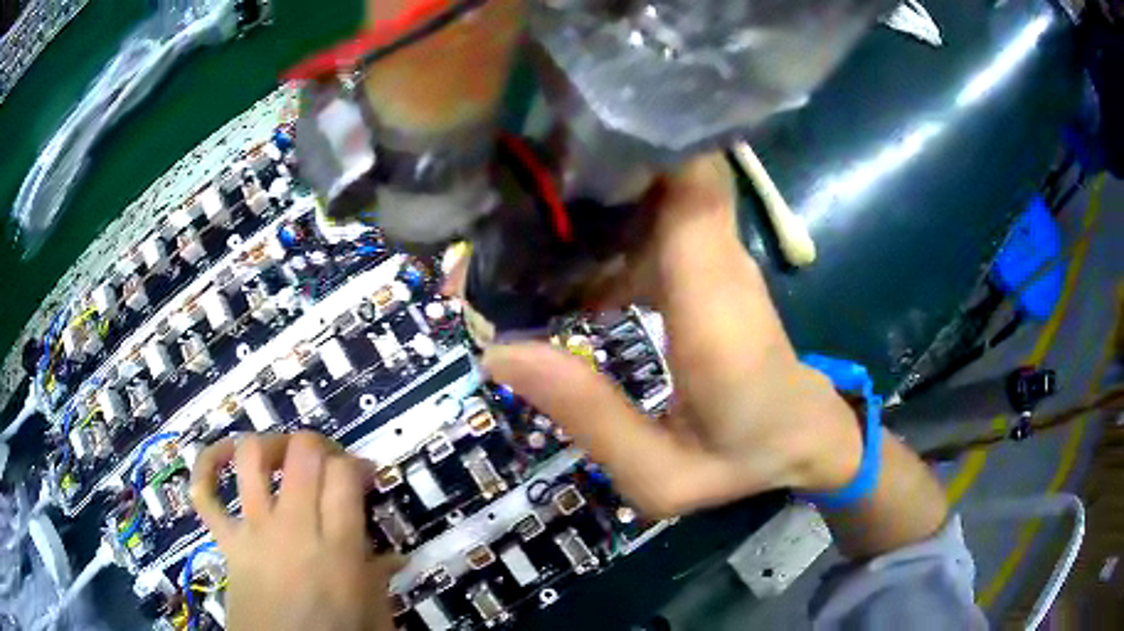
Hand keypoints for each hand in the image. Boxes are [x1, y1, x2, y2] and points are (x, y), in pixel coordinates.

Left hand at [190, 432, 396, 630]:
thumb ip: (381, 581)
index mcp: (337, 549)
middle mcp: (293, 527)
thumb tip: (397, 557)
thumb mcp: (375, 618)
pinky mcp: (225, 540)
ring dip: (269, 445)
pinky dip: (206, 467)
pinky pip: (203, 493)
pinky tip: (221, 459)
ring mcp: (253, 530)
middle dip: (318, 445)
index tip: (365, 475)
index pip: (344, 475)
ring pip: (251, 458)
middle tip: (328, 463)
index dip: (357, 463)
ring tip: (282, 456)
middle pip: (302, 453)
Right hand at [482, 154, 863, 517]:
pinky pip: (650, 222)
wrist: (805, 440)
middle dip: (580, 168)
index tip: (557, 135)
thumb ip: (592, 419)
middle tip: (500, 189)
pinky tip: (556, 258)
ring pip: (649, 193)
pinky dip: (602, 226)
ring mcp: (715, 258)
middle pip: (656, 175)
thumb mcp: (662, 476)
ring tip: (511, 220)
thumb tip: (501, 353)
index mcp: (717, 310)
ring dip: (584, 195)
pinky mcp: (705, 265)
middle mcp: (720, 263)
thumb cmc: (744, 462)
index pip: (691, 184)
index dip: (633, 141)